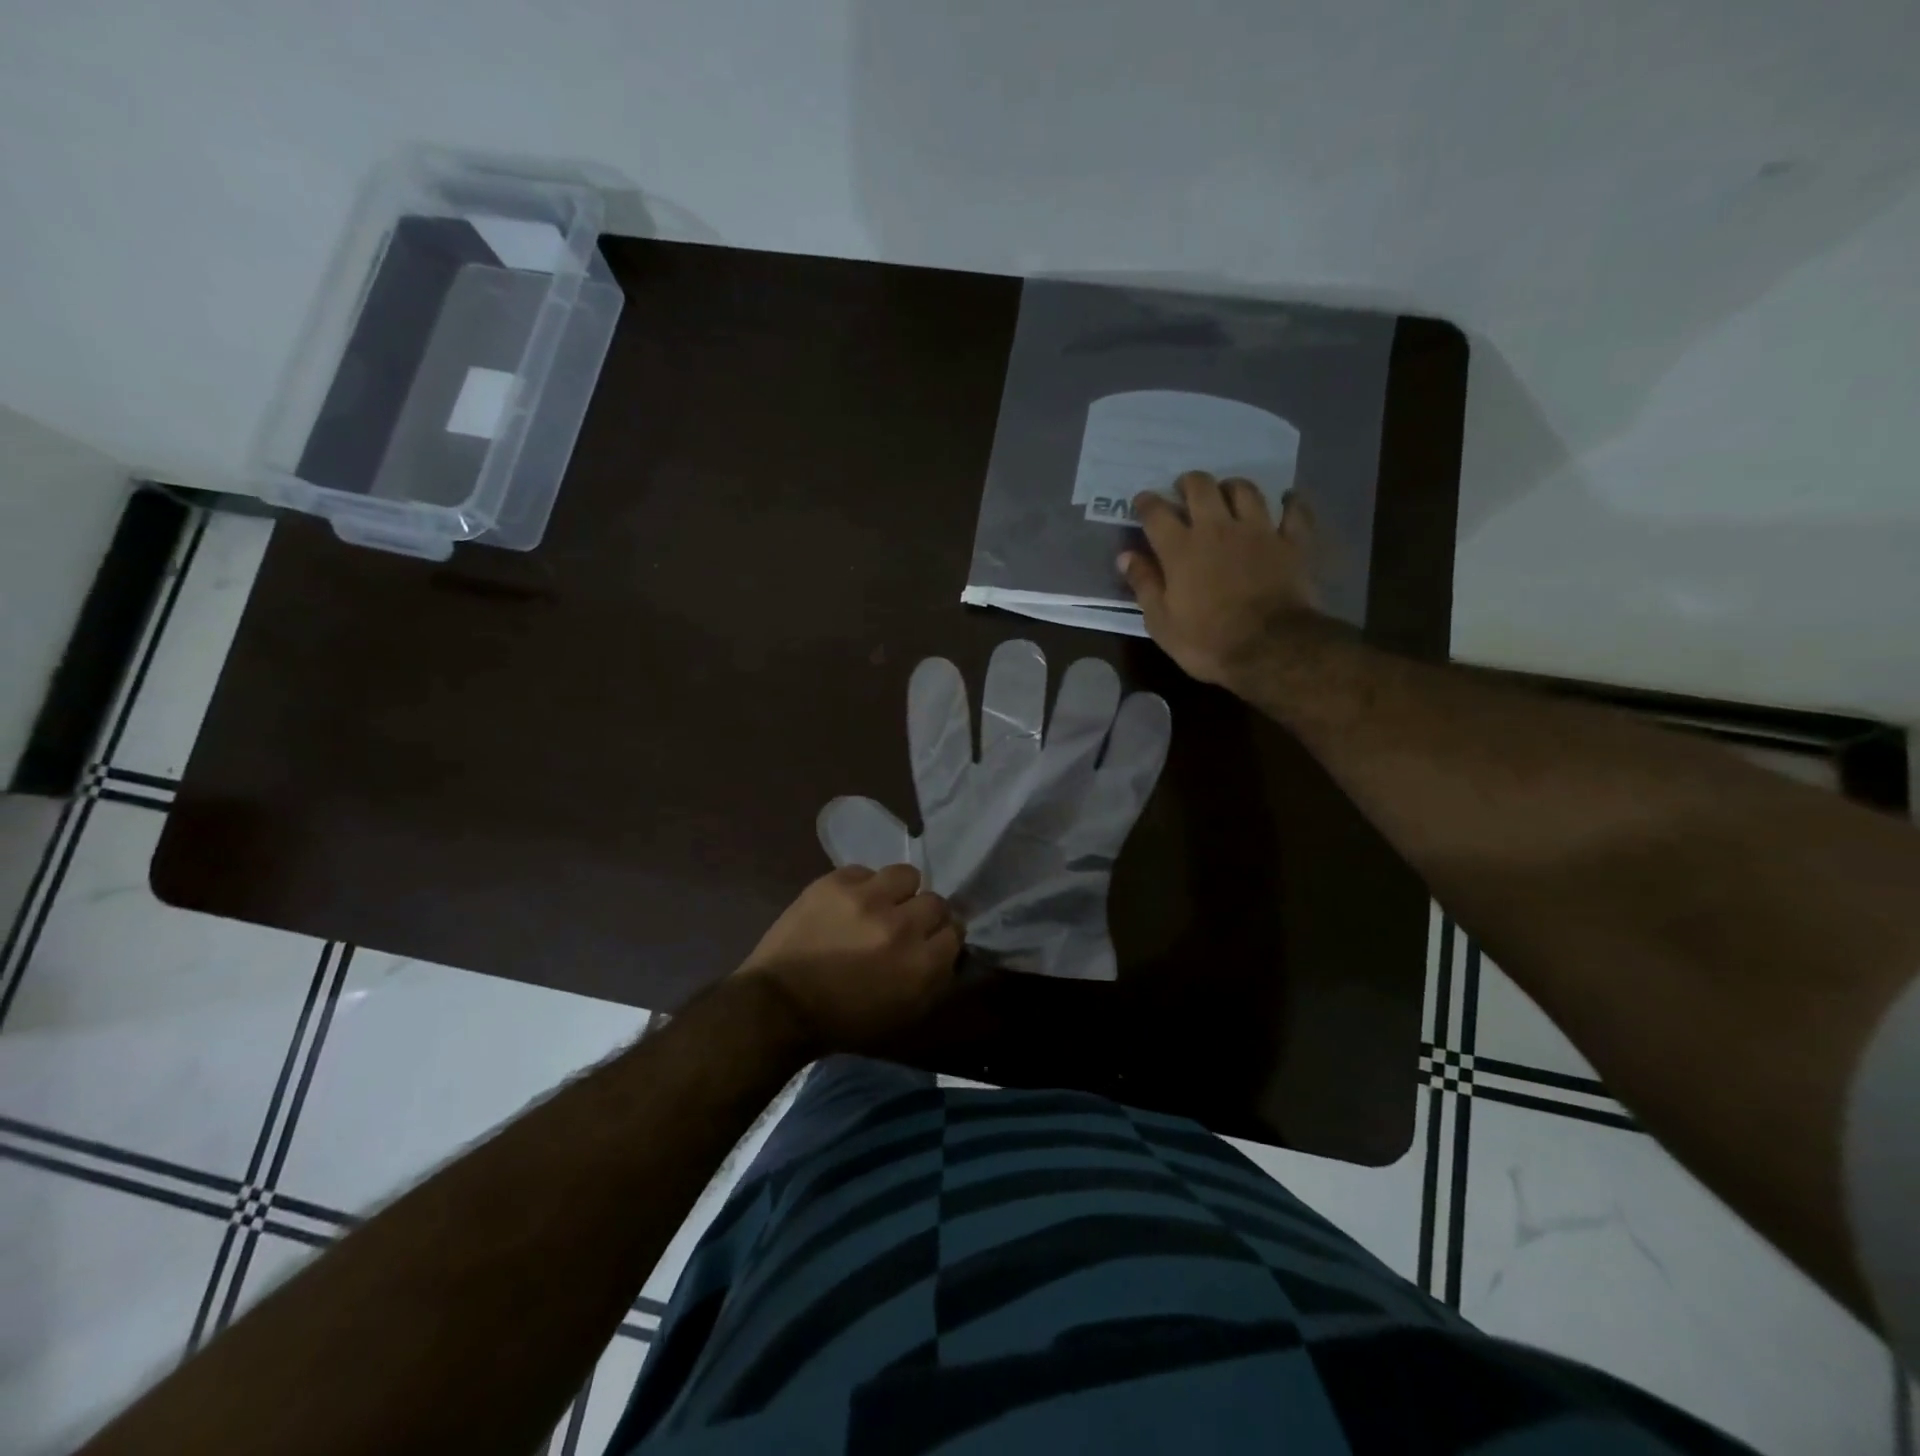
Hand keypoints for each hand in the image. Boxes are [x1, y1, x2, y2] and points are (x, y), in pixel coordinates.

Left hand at [735, 864, 961, 1051]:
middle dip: (923, 914)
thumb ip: (932, 979)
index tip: (930, 942)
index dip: (943, 937)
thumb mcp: (901, 1015)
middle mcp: (901, 926)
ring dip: (898, 891)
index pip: (955, 932)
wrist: (778, 1004)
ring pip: (906, 875)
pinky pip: (866, 871)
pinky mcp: (836, 882)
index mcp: (920, 965)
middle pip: (936, 902)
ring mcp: (867, 898)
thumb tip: (945, 948)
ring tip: (881, 904)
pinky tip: (849, 904)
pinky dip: (862, 887)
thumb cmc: (842, 1021)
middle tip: (905, 925)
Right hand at [1118, 472, 1322, 688]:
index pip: (1156, 513)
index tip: (1141, 501)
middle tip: (1183, 490)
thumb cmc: (1206, 641)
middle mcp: (1218, 528)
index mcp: (1180, 549)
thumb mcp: (1161, 622)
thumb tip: (1126, 556)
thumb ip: (1144, 584)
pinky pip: (1294, 510)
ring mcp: (1259, 531)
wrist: (1270, 649)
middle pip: (1201, 487)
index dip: (1146, 502)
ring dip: (1232, 486)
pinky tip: (1285, 502)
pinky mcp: (1292, 542)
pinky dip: (1289, 503)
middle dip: (1189, 483)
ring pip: (1245, 490)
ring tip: (1227, 493)